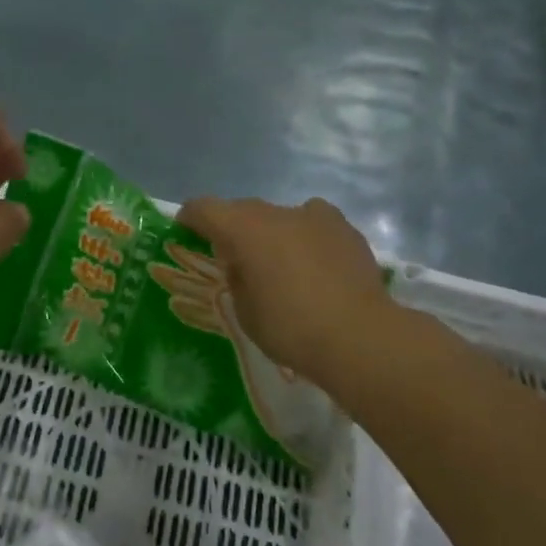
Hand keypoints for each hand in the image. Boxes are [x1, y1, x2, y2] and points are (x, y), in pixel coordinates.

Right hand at [176, 196, 429, 397]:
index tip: (186, 229)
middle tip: (233, 258)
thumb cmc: (290, 328)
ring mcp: (314, 217)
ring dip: (272, 232)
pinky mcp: (345, 229)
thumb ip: (238, 278)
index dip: (191, 217)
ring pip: (281, 216)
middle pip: (243, 210)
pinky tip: (315, 265)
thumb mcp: (245, 311)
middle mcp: (276, 213)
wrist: (360, 337)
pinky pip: (314, 224)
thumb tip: (244, 265)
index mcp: (243, 229)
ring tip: (279, 262)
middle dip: (233, 228)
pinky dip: (306, 237)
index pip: (204, 208)